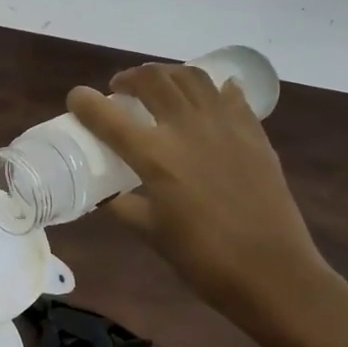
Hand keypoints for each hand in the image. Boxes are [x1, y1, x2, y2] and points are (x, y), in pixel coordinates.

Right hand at [67, 65, 329, 327]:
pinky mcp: (254, 133)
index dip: (85, 103)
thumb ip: (122, 205)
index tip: (76, 98)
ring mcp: (225, 126)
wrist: (271, 272)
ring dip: (168, 74)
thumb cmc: (202, 258)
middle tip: (120, 90)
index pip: (108, 117)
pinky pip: (230, 96)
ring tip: (159, 87)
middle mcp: (187, 128)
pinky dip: (213, 89)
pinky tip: (208, 97)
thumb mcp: (149, 232)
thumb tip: (104, 193)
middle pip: (153, 80)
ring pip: (192, 77)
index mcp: (155, 156)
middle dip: (130, 78)